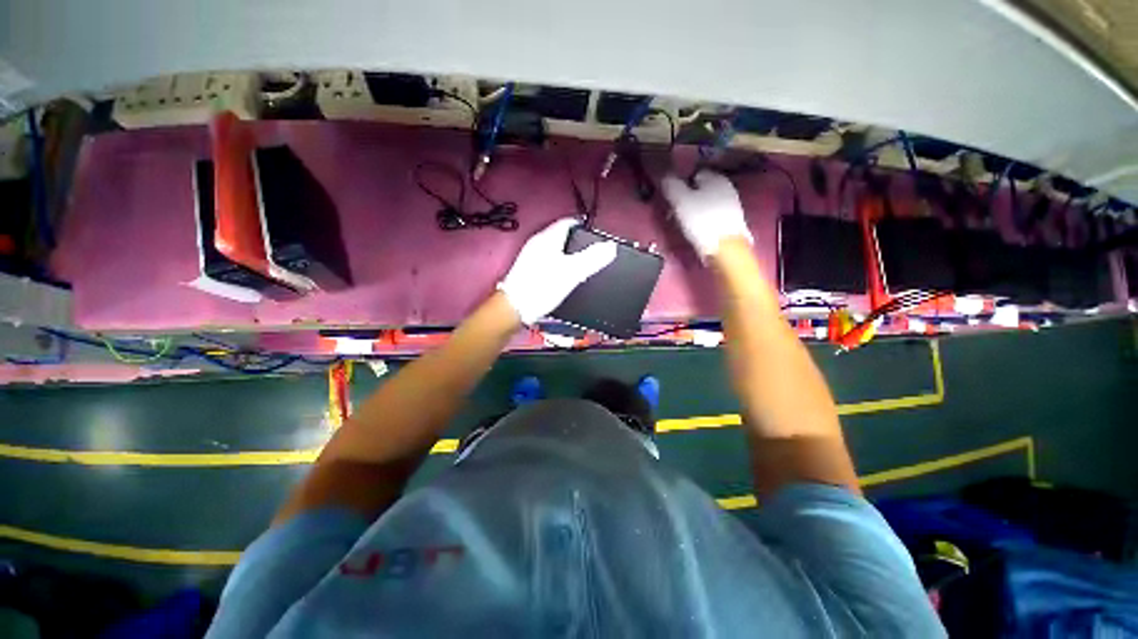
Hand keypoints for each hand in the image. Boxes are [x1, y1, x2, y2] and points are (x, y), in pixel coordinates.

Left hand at [498, 218, 617, 323]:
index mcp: (547, 238)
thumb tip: (611, 247)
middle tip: (593, 252)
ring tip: (582, 265)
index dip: (584, 226)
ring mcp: (530, 256)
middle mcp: (537, 243)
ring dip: (568, 254)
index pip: (568, 222)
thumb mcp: (571, 273)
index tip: (597, 235)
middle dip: (578, 242)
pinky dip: (559, 264)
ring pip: (555, 249)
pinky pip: (548, 260)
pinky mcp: (528, 270)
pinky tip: (565, 277)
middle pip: (562, 235)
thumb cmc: (541, 288)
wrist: (514, 308)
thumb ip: (591, 259)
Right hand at [661, 171, 752, 259]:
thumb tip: (664, 175)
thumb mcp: (680, 201)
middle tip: (674, 212)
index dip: (681, 183)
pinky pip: (711, 215)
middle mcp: (726, 187)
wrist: (725, 248)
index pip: (694, 173)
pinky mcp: (731, 222)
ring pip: (706, 203)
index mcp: (715, 177)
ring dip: (694, 210)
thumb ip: (671, 185)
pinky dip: (702, 220)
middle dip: (687, 198)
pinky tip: (696, 230)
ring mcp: (731, 205)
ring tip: (683, 223)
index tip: (671, 197)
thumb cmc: (701, 221)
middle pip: (701, 189)